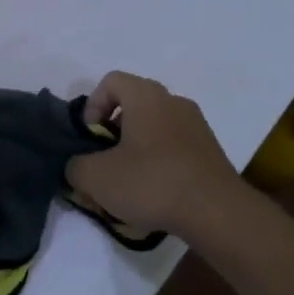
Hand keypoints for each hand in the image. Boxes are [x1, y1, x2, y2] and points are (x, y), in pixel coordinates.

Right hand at [65, 72, 240, 237]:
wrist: (217, 213)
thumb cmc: (152, 182)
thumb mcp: (96, 177)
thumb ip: (76, 167)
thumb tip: (78, 167)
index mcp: (146, 96)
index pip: (111, 81)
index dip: (92, 106)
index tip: (90, 139)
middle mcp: (173, 102)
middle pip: (132, 107)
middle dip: (112, 135)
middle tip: (103, 165)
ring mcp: (197, 127)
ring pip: (153, 130)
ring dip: (135, 152)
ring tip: (127, 187)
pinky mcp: (210, 153)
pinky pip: (174, 150)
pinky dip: (158, 166)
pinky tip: (153, 198)